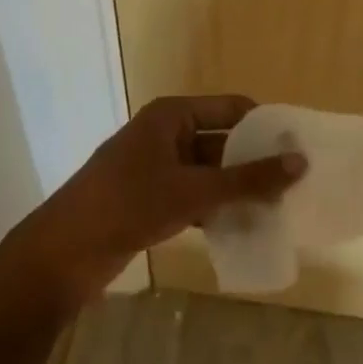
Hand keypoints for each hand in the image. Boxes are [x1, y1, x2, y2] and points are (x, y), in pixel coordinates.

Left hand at [0, 96, 306, 311]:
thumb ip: (247, 179)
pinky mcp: (150, 200)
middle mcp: (166, 134)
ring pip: (209, 173)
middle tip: (296, 184)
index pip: (231, 109)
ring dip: (237, 190)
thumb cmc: (128, 205)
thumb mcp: (192, 191)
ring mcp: (156, 168)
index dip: (264, 126)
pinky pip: (194, 197)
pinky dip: (216, 209)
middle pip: (222, 142)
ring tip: (279, 209)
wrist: (62, 254)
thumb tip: (299, 163)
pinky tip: (244, 229)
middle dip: (254, 163)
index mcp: (172, 115)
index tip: (299, 148)